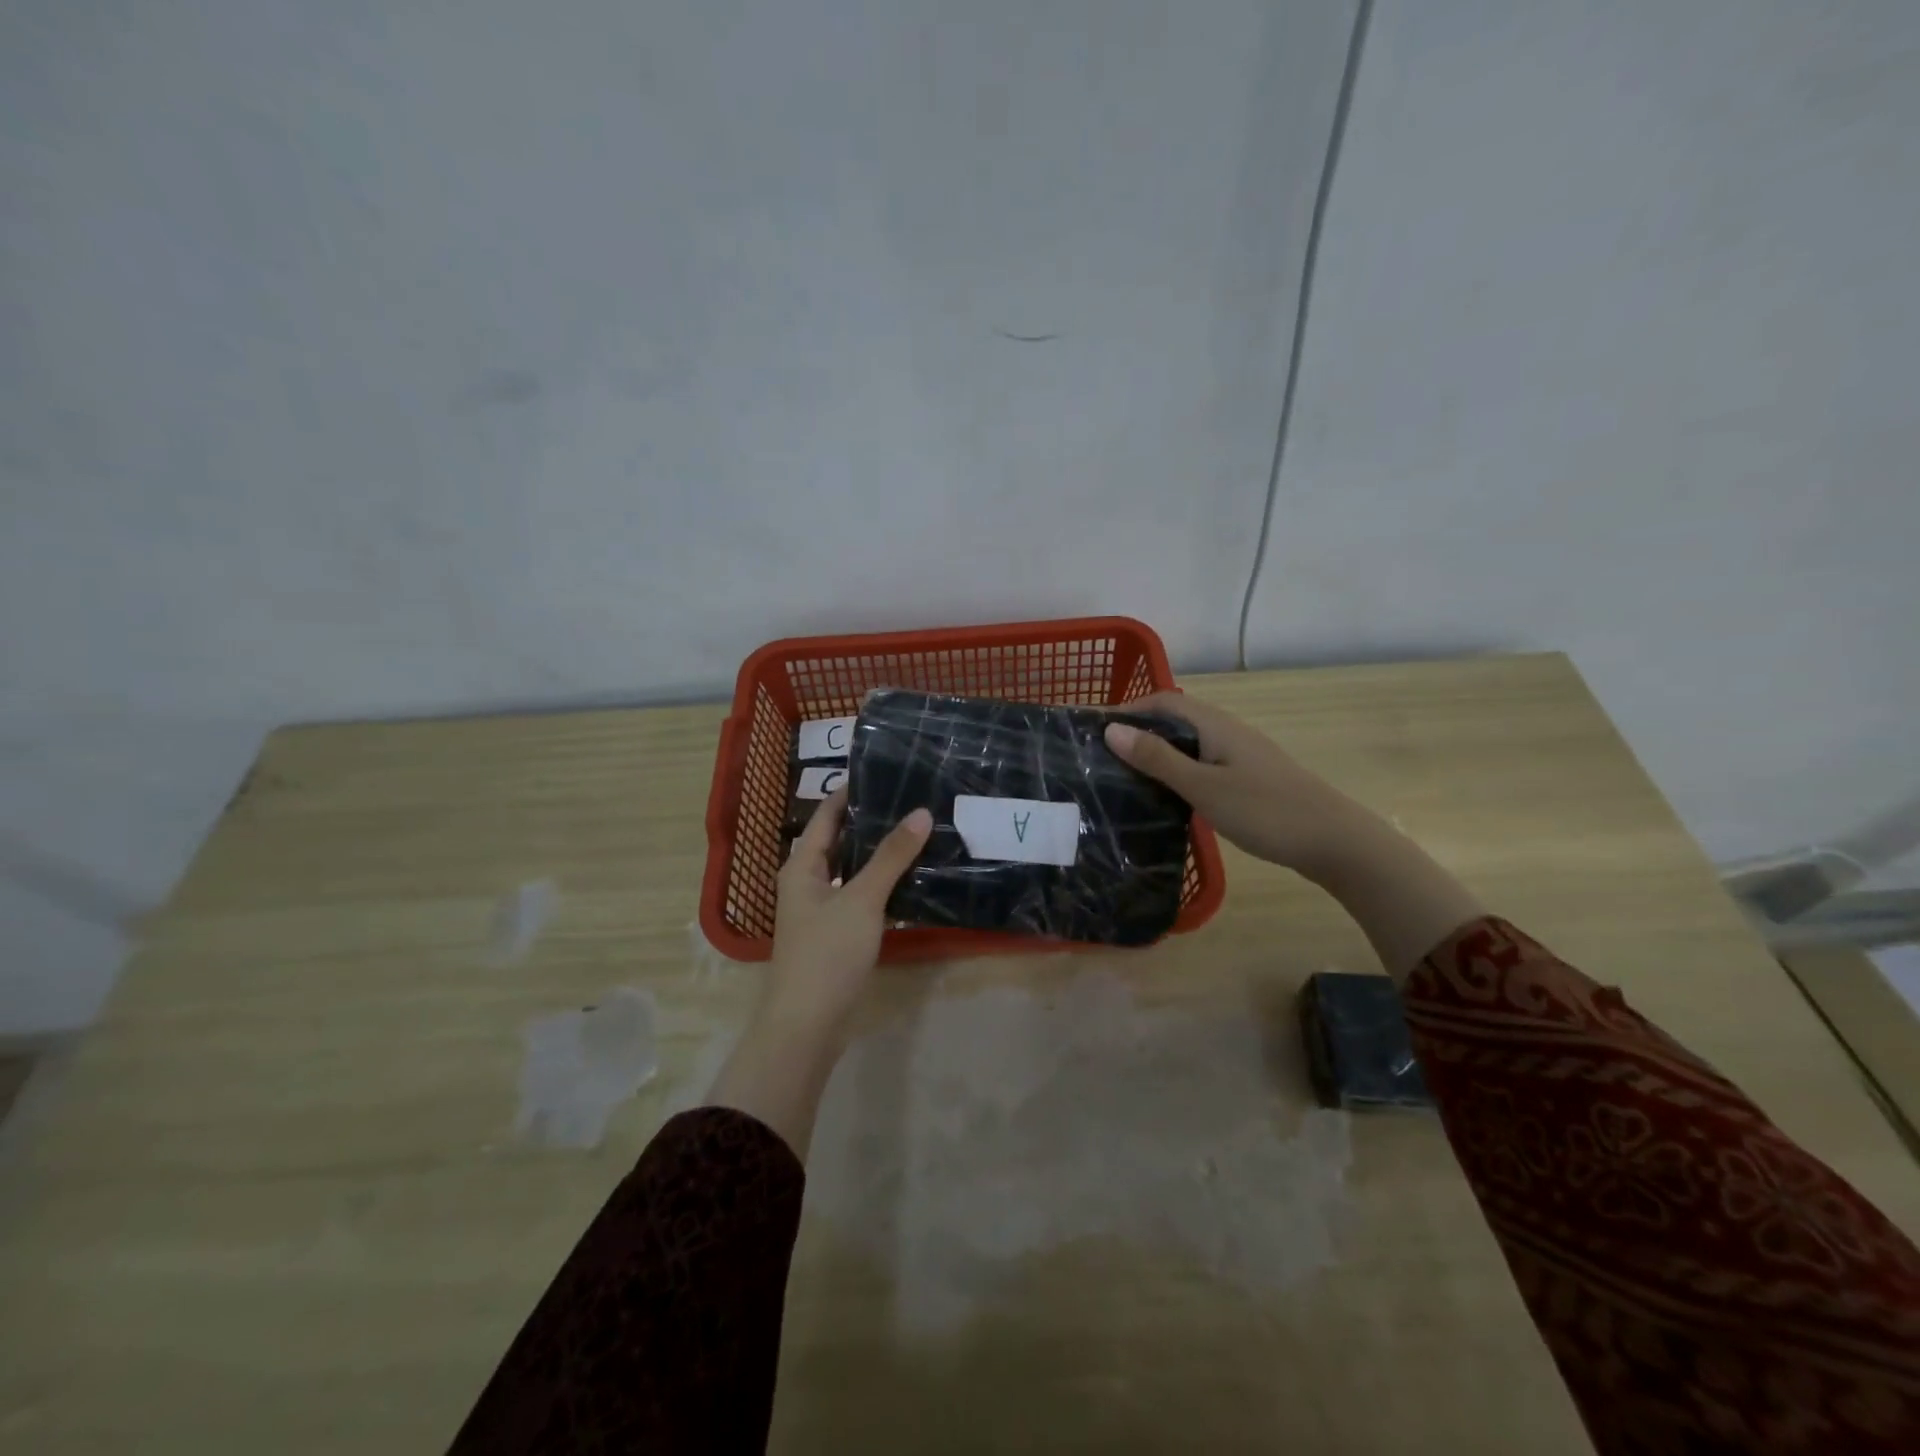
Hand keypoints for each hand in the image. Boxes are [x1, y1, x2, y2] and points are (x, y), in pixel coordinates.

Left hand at [707, 788, 931, 1159]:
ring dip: (880, 853)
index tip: (885, 770)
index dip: (852, 791)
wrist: (807, 1025)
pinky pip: (861, 894)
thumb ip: (891, 857)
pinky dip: (883, 882)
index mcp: (803, 865)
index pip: (828, 814)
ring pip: (853, 868)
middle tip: (913, 798)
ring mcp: (822, 908)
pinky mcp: (837, 932)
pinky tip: (912, 876)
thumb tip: (920, 813)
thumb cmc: (827, 953)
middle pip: (841, 839)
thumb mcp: (862, 900)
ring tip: (919, 830)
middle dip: (873, 820)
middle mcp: (808, 880)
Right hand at [1105, 691, 1483, 979]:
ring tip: (1123, 775)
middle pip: (1173, 719)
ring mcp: (1239, 754)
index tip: (1092, 732)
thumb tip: (1111, 729)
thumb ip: (1157, 759)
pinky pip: (1200, 761)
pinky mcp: (1246, 776)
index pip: (1161, 702)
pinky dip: (1175, 769)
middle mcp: (1225, 730)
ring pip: (1187, 742)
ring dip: (1155, 751)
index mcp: (1214, 725)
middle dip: (1137, 731)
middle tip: (1101, 757)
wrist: (1334, 841)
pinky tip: (1165, 794)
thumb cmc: (1265, 810)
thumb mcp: (1203, 787)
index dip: (1126, 709)